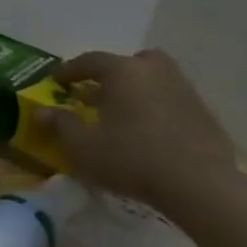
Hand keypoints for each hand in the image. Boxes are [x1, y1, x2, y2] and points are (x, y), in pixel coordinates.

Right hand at [33, 48, 236, 208]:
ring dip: (136, 91)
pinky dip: (156, 108)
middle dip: (113, 73)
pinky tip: (147, 133)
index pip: (90, 60)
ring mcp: (185, 92)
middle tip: (97, 91)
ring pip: (154, 80)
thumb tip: (42, 111)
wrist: (200, 186)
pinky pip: (171, 101)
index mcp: (123, 72)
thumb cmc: (130, 158)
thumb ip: (60, 124)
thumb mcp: (81, 145)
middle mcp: (156, 72)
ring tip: (120, 114)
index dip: (69, 70)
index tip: (56, 81)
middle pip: (132, 62)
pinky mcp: (205, 115)